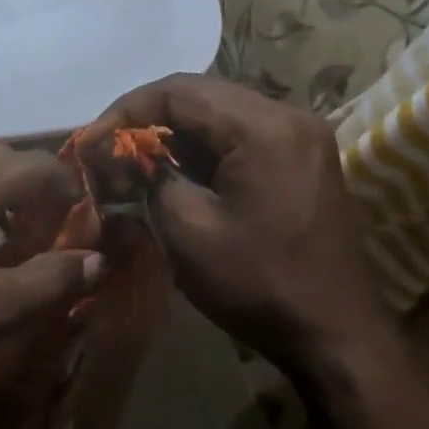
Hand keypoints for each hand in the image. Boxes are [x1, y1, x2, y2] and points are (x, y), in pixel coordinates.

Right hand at [92, 74, 394, 367]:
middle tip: (108, 152)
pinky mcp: (302, 159)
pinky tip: (174, 174)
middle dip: (146, 120)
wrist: (336, 338)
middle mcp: (289, 116)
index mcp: (264, 127)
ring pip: (218, 113)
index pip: (178, 91)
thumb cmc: (259, 285)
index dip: (126, 110)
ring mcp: (301, 136)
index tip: (92, 142)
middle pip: (200, 95)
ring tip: (134, 164)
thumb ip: (149, 176)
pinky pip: (240, 135)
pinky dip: (201, 149)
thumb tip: (122, 153)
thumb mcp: (187, 230)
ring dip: (172, 134)